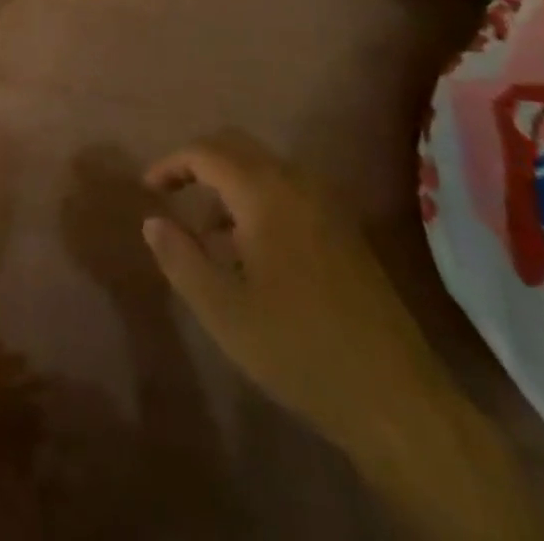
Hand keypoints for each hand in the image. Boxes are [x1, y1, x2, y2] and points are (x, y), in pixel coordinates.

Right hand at [141, 130, 448, 452]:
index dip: (171, 164)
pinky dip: (256, 200)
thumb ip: (180, 258)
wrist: (396, 398)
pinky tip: (249, 252)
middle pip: (236, 146)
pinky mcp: (343, 227)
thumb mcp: (224, 311)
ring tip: (206, 234)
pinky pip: (287, 190)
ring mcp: (325, 202)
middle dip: (199, 164)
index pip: (205, 152)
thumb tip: (152, 221)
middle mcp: (296, 182)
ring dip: (228, 184)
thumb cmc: (299, 349)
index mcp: (264, 192)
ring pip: (263, 168)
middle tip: (172, 196)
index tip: (148, 189)